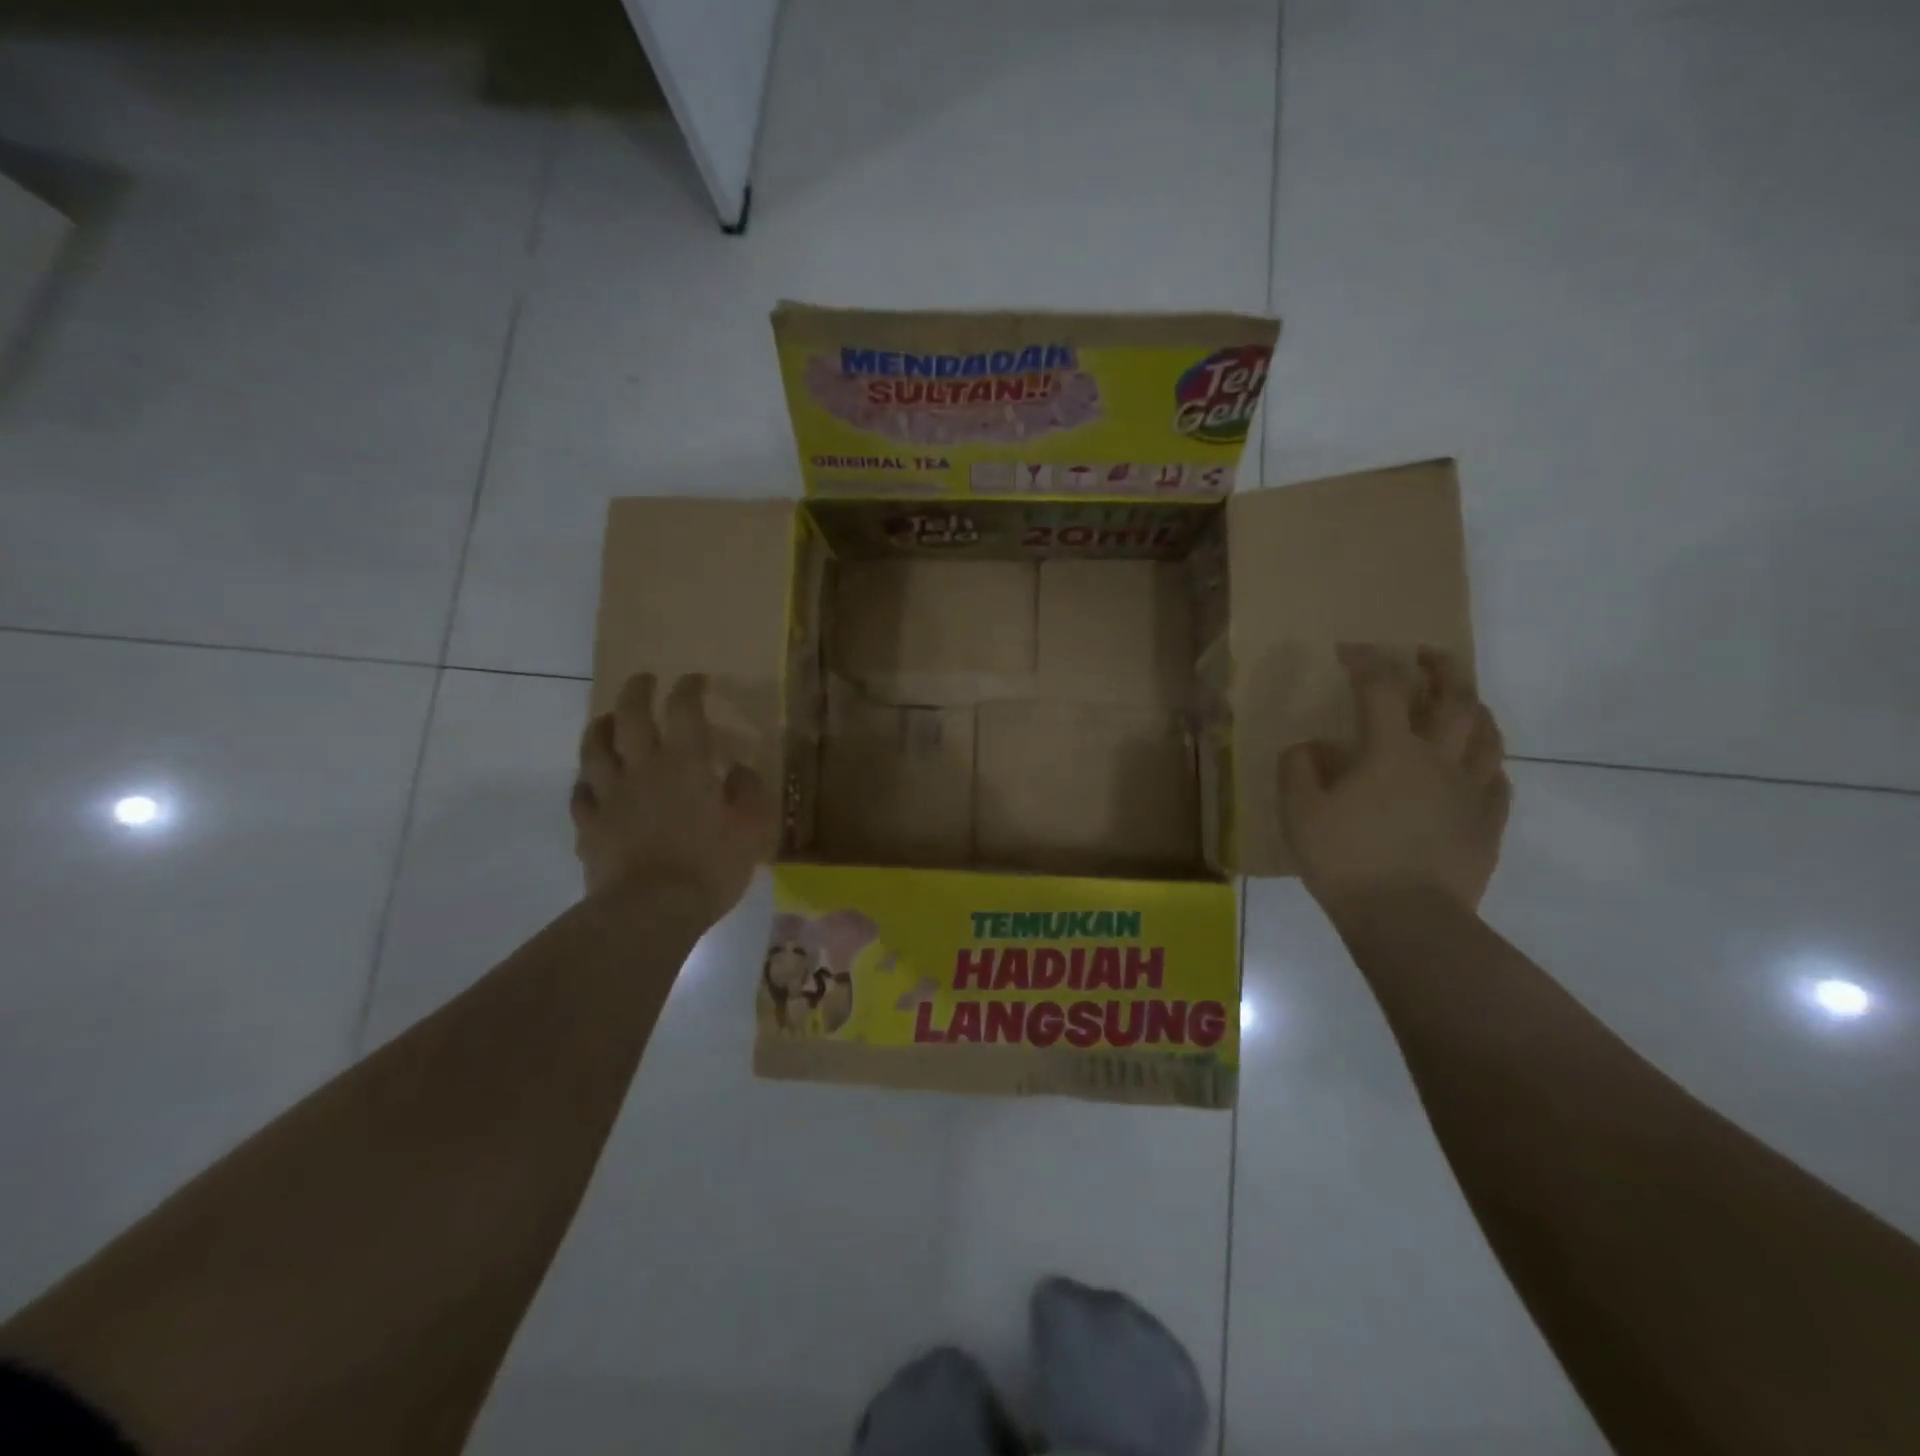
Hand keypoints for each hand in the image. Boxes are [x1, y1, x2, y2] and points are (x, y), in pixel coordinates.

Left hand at [571, 672, 778, 920]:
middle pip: (630, 717)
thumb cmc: (710, 866)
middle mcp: (643, 769)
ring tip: (606, 719)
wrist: (651, 911)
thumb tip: (739, 770)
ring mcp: (610, 797)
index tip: (694, 680)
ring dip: (601, 727)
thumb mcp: (752, 829)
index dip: (688, 689)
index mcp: (686, 764)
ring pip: (595, 749)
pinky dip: (585, 781)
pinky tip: (589, 782)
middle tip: (643, 680)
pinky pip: (580, 794)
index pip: (684, 711)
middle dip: (637, 692)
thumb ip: (749, 793)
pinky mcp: (589, 827)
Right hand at [1278, 645, 1510, 914]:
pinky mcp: (1487, 825)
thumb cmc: (1346, 860)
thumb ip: (1299, 769)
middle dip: (1441, 668)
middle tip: (1428, 655)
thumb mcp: (1300, 812)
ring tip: (1462, 701)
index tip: (1349, 652)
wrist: (1407, 920)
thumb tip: (1313, 747)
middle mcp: (1438, 760)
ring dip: (1474, 708)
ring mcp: (1470, 792)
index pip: (1382, 688)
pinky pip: (1497, 782)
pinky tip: (1476, 767)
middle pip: (1454, 699)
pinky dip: (1485, 763)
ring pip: (1486, 735)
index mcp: (1390, 751)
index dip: (1367, 661)